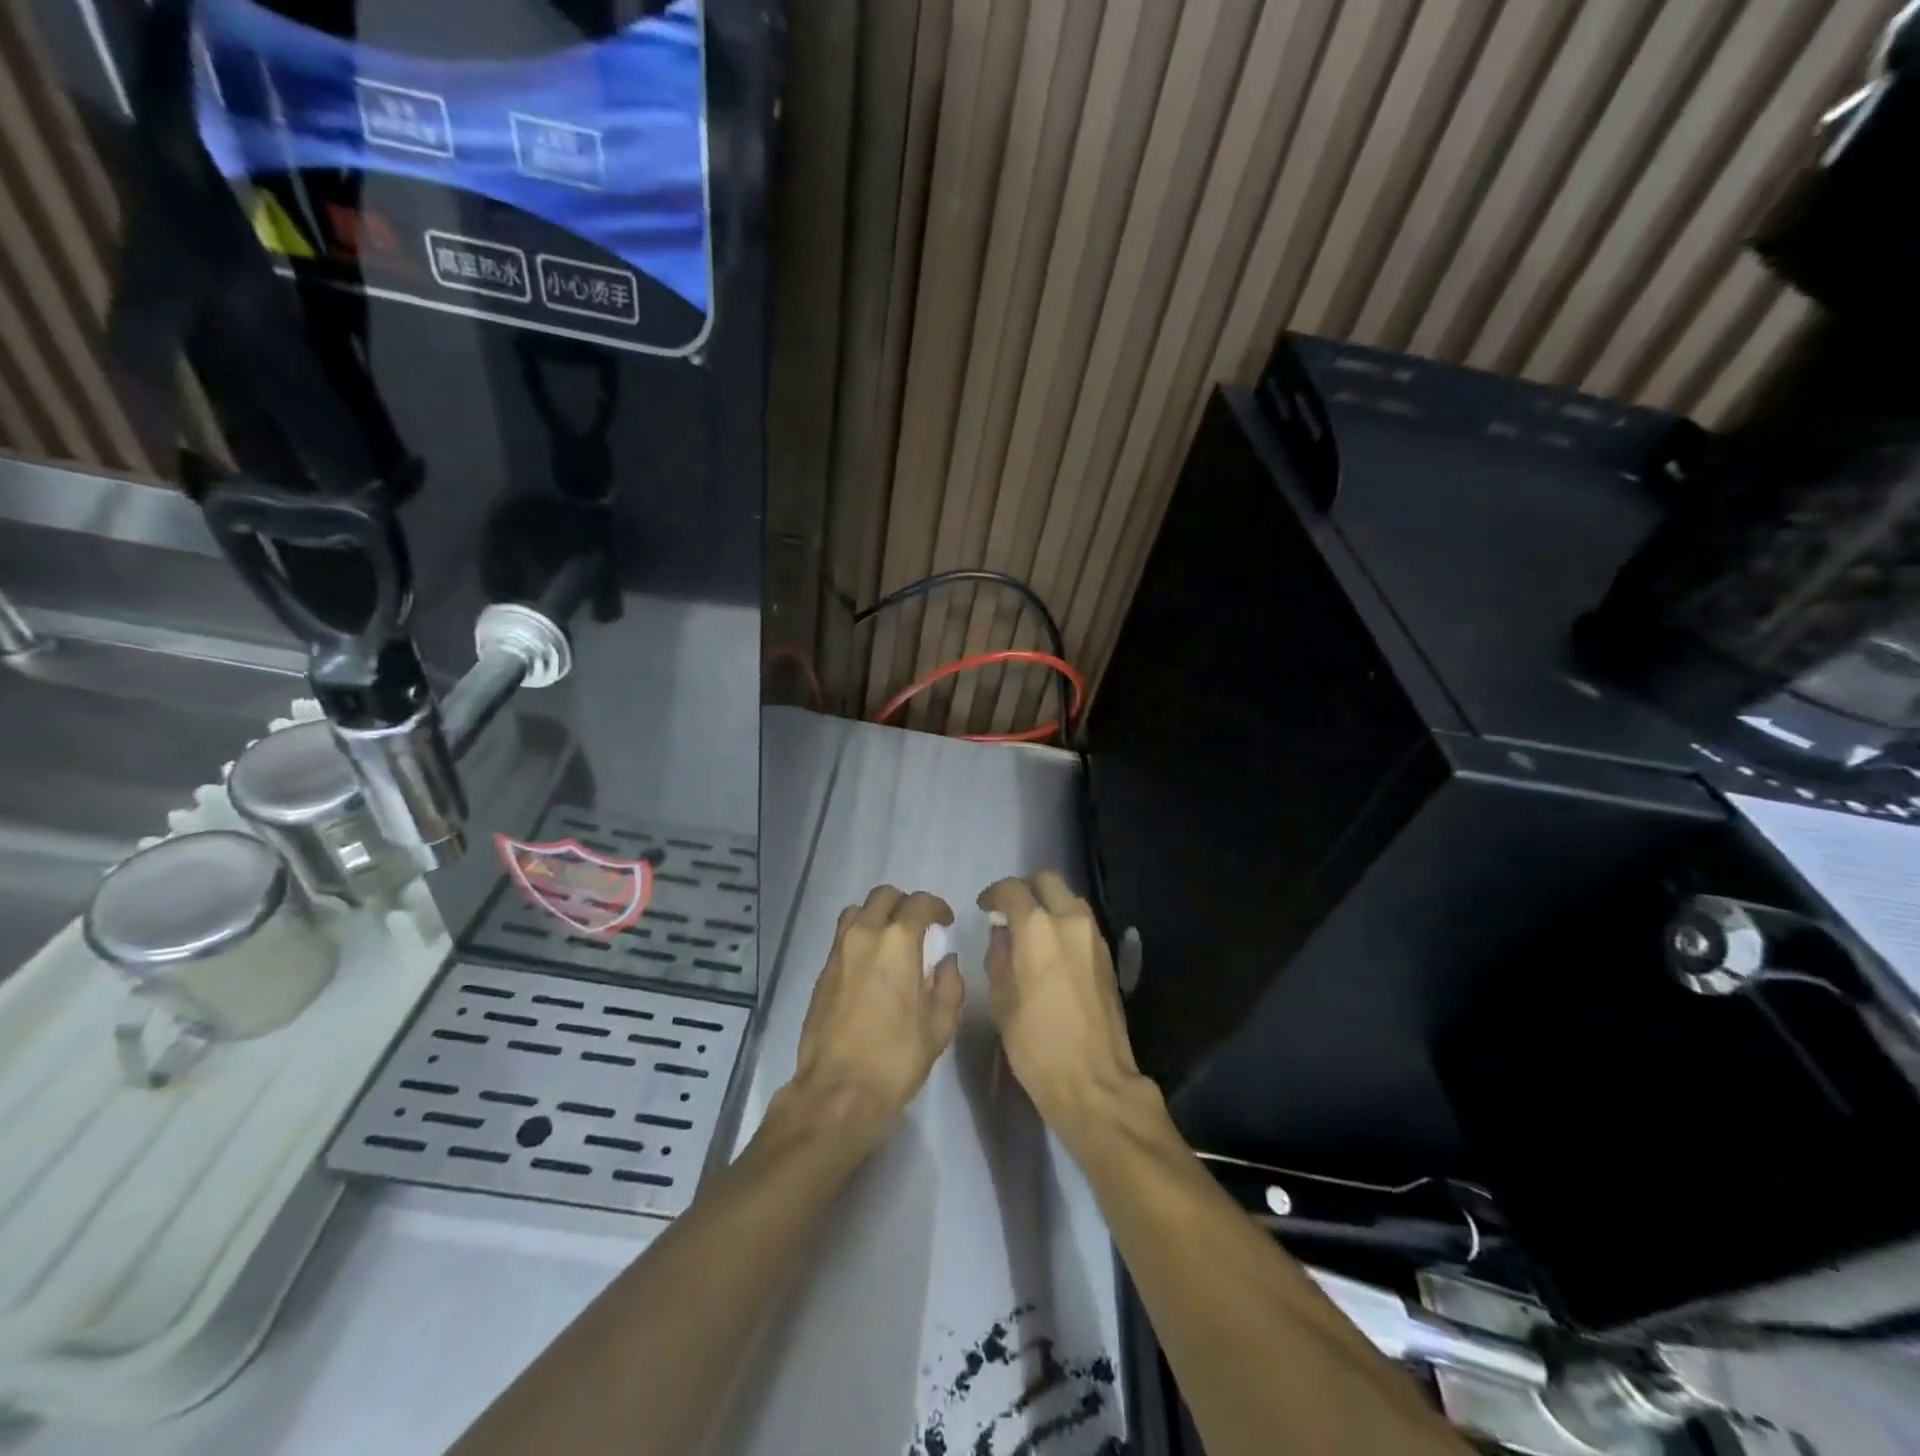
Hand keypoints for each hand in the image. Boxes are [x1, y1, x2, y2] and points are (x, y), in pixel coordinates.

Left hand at [788, 885, 964, 1148]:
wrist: (838, 1090)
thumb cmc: (896, 1058)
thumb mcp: (940, 1026)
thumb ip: (950, 985)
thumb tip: (946, 961)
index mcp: (898, 941)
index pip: (920, 903)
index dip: (937, 908)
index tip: (945, 923)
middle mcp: (865, 934)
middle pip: (884, 896)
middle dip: (905, 905)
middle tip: (918, 927)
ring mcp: (839, 950)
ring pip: (858, 910)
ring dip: (878, 915)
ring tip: (891, 939)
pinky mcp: (822, 969)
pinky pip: (843, 935)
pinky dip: (860, 935)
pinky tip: (871, 962)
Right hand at [978, 871, 1150, 1143]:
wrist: (1094, 1081)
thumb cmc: (1036, 1045)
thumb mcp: (1001, 1001)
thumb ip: (999, 957)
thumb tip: (1003, 935)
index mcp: (1037, 929)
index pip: (1012, 889)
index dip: (994, 894)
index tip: (985, 908)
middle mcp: (1069, 920)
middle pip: (1047, 880)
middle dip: (1025, 889)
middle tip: (1008, 911)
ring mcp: (1094, 936)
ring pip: (1068, 898)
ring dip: (1048, 903)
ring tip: (1030, 930)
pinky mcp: (1107, 954)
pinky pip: (1081, 921)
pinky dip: (1064, 922)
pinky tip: (1051, 948)